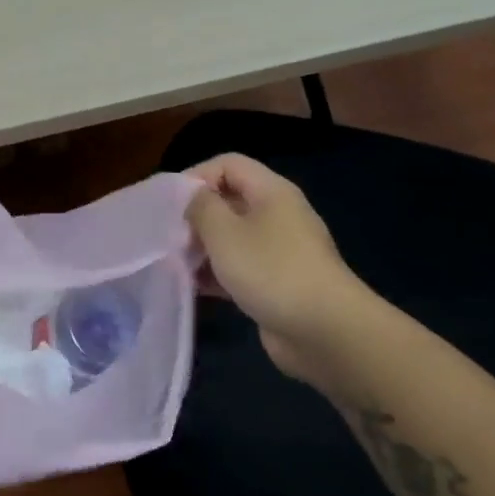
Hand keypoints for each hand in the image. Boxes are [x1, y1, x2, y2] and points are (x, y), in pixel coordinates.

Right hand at [185, 153, 366, 381]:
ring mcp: (280, 251)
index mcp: (271, 192)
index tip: (169, 203)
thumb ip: (201, 207)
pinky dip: (218, 274)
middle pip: (229, 200)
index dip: (196, 175)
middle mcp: (278, 215)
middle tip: (171, 237)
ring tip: (177, 264)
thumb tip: (193, 197)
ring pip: (233, 238)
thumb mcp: (224, 232)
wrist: (325, 331)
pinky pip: (241, 268)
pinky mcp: (277, 283)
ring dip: (204, 248)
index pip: (228, 164)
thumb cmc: (270, 270)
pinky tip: (195, 288)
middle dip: (197, 216)